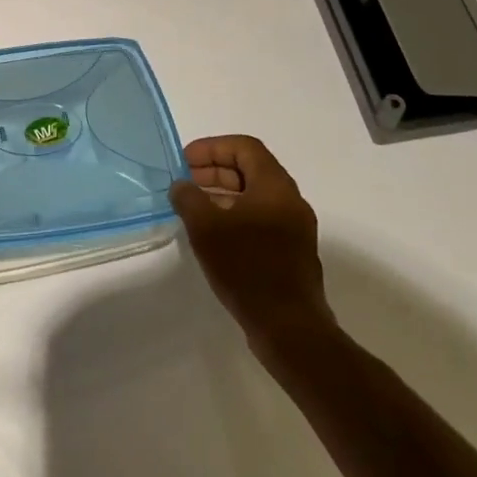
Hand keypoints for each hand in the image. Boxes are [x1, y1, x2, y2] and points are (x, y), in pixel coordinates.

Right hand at [171, 134, 337, 355]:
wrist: (289, 329)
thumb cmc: (247, 268)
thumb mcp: (206, 227)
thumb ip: (189, 198)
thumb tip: (182, 186)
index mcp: (276, 186)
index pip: (244, 147)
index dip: (212, 147)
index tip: (185, 161)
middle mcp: (290, 201)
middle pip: (251, 169)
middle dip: (215, 170)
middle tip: (185, 182)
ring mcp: (294, 229)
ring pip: (255, 196)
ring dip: (223, 194)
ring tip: (193, 208)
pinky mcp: (292, 253)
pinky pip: (261, 219)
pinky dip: (235, 216)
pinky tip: (213, 236)